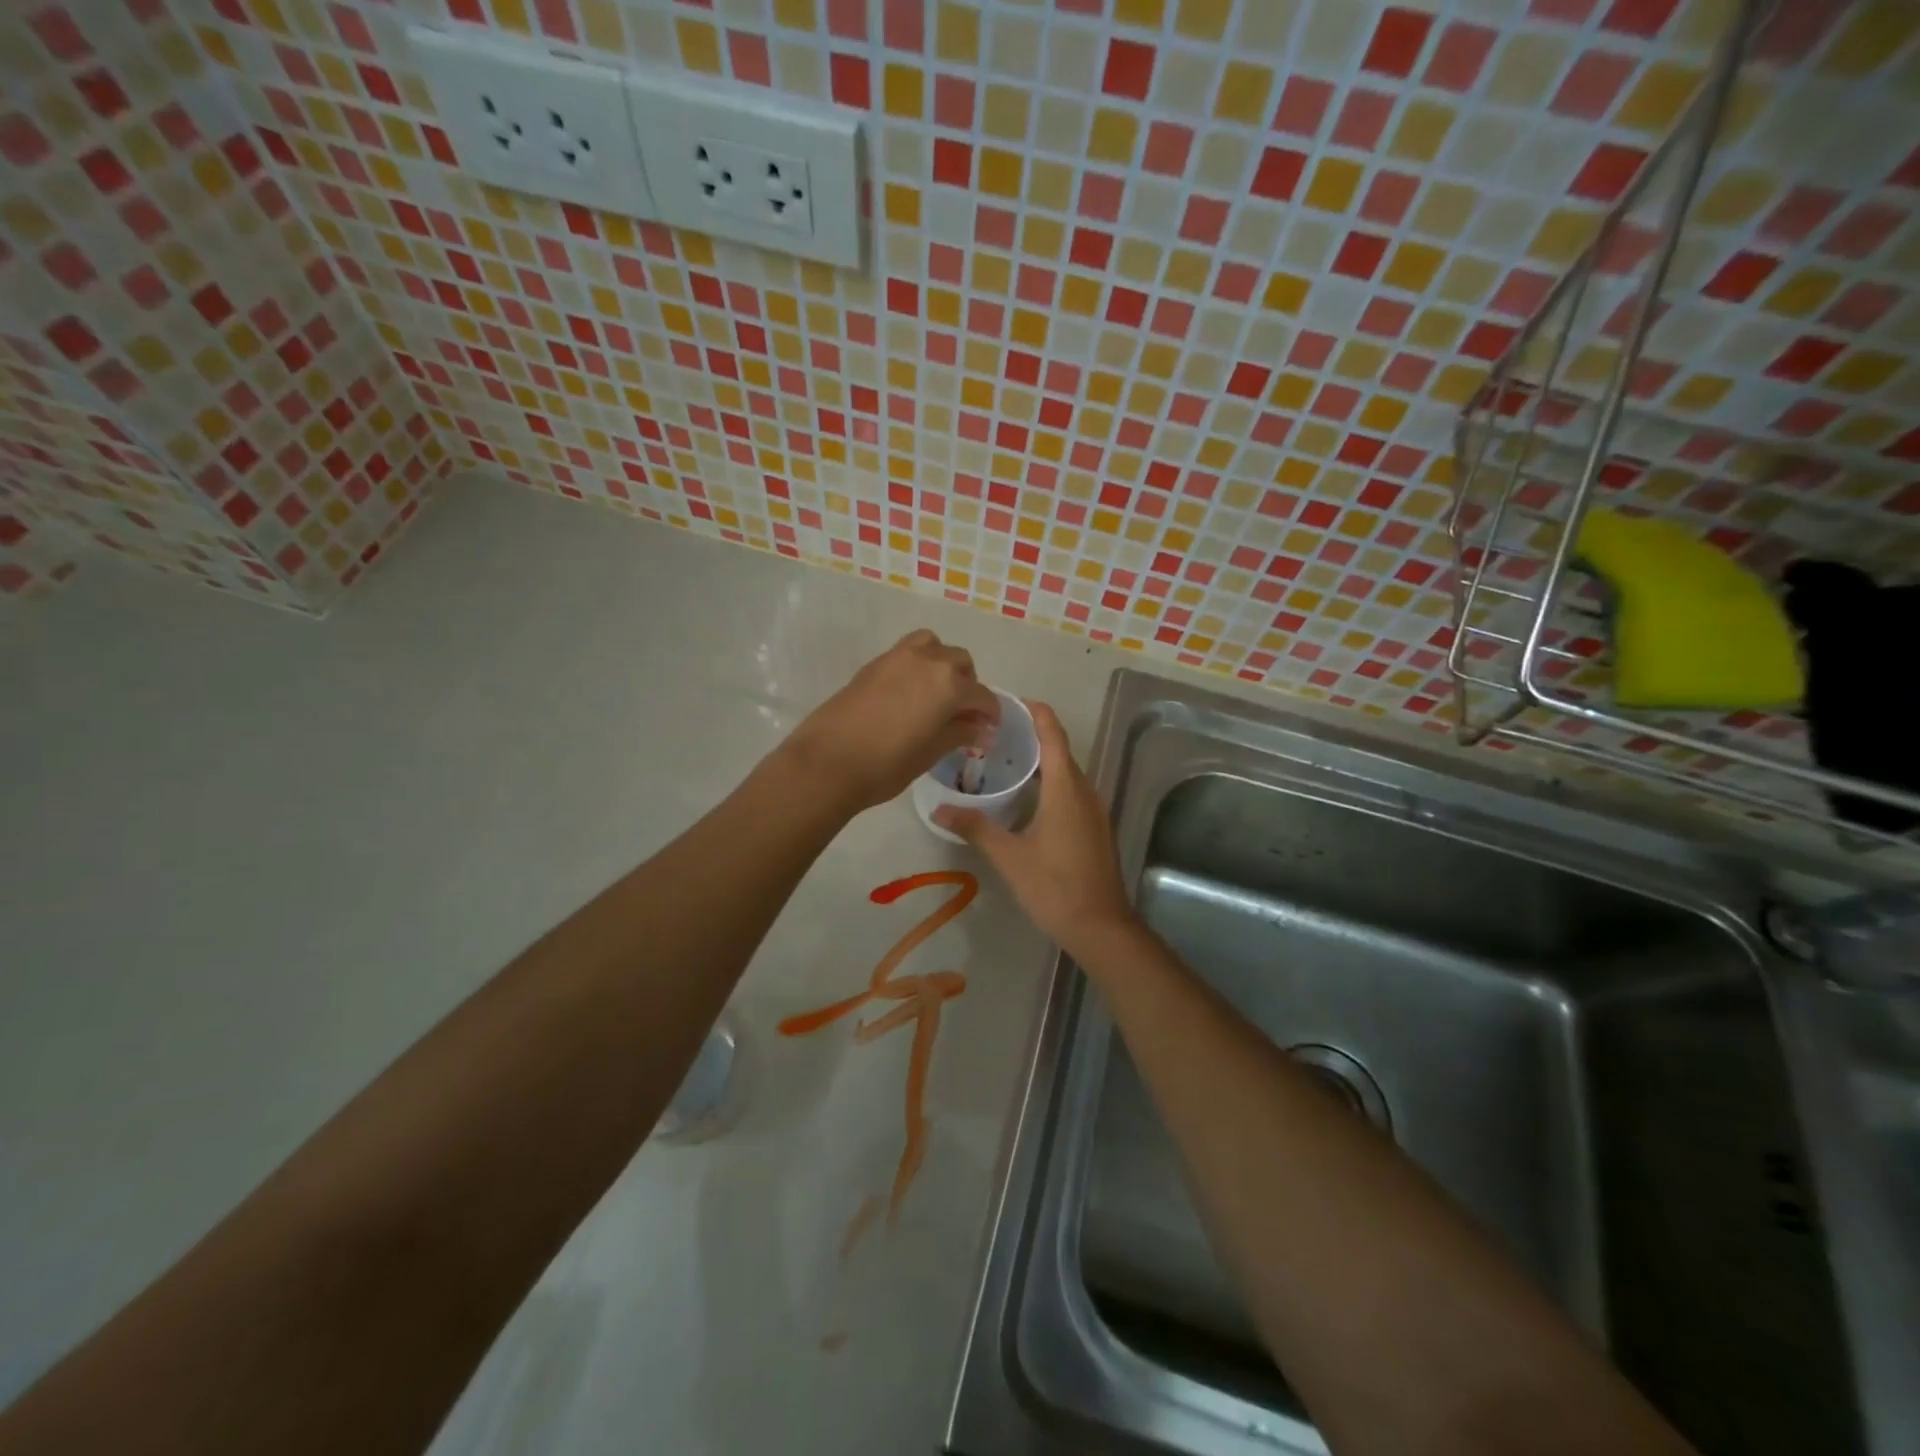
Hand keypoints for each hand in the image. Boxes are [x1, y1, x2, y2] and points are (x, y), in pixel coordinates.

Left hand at [782, 629, 1000, 813]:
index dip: (990, 713)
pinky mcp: (874, 663)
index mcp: (949, 685)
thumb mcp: (931, 752)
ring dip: (943, 665)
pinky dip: (918, 665)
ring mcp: (898, 657)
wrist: (827, 761)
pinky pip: (908, 652)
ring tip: (937, 693)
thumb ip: (960, 734)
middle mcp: (928, 661)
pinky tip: (911, 694)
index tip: (989, 729)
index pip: (981, 695)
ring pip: (933, 647)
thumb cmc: (886, 765)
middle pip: (960, 663)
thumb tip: (982, 730)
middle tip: (963, 714)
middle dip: (968, 685)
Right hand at [933, 702, 1137, 956]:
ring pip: (1068, 774)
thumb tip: (939, 810)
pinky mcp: (1096, 829)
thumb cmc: (1055, 886)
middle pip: (1060, 752)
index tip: (1012, 702)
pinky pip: (1073, 792)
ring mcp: (1095, 811)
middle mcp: (1085, 791)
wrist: (1101, 927)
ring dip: (1042, 763)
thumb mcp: (1009, 857)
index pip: (1053, 735)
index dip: (1036, 714)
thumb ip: (976, 828)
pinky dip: (1052, 784)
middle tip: (995, 734)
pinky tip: (1028, 799)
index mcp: (1066, 789)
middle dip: (1033, 737)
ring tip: (1007, 762)